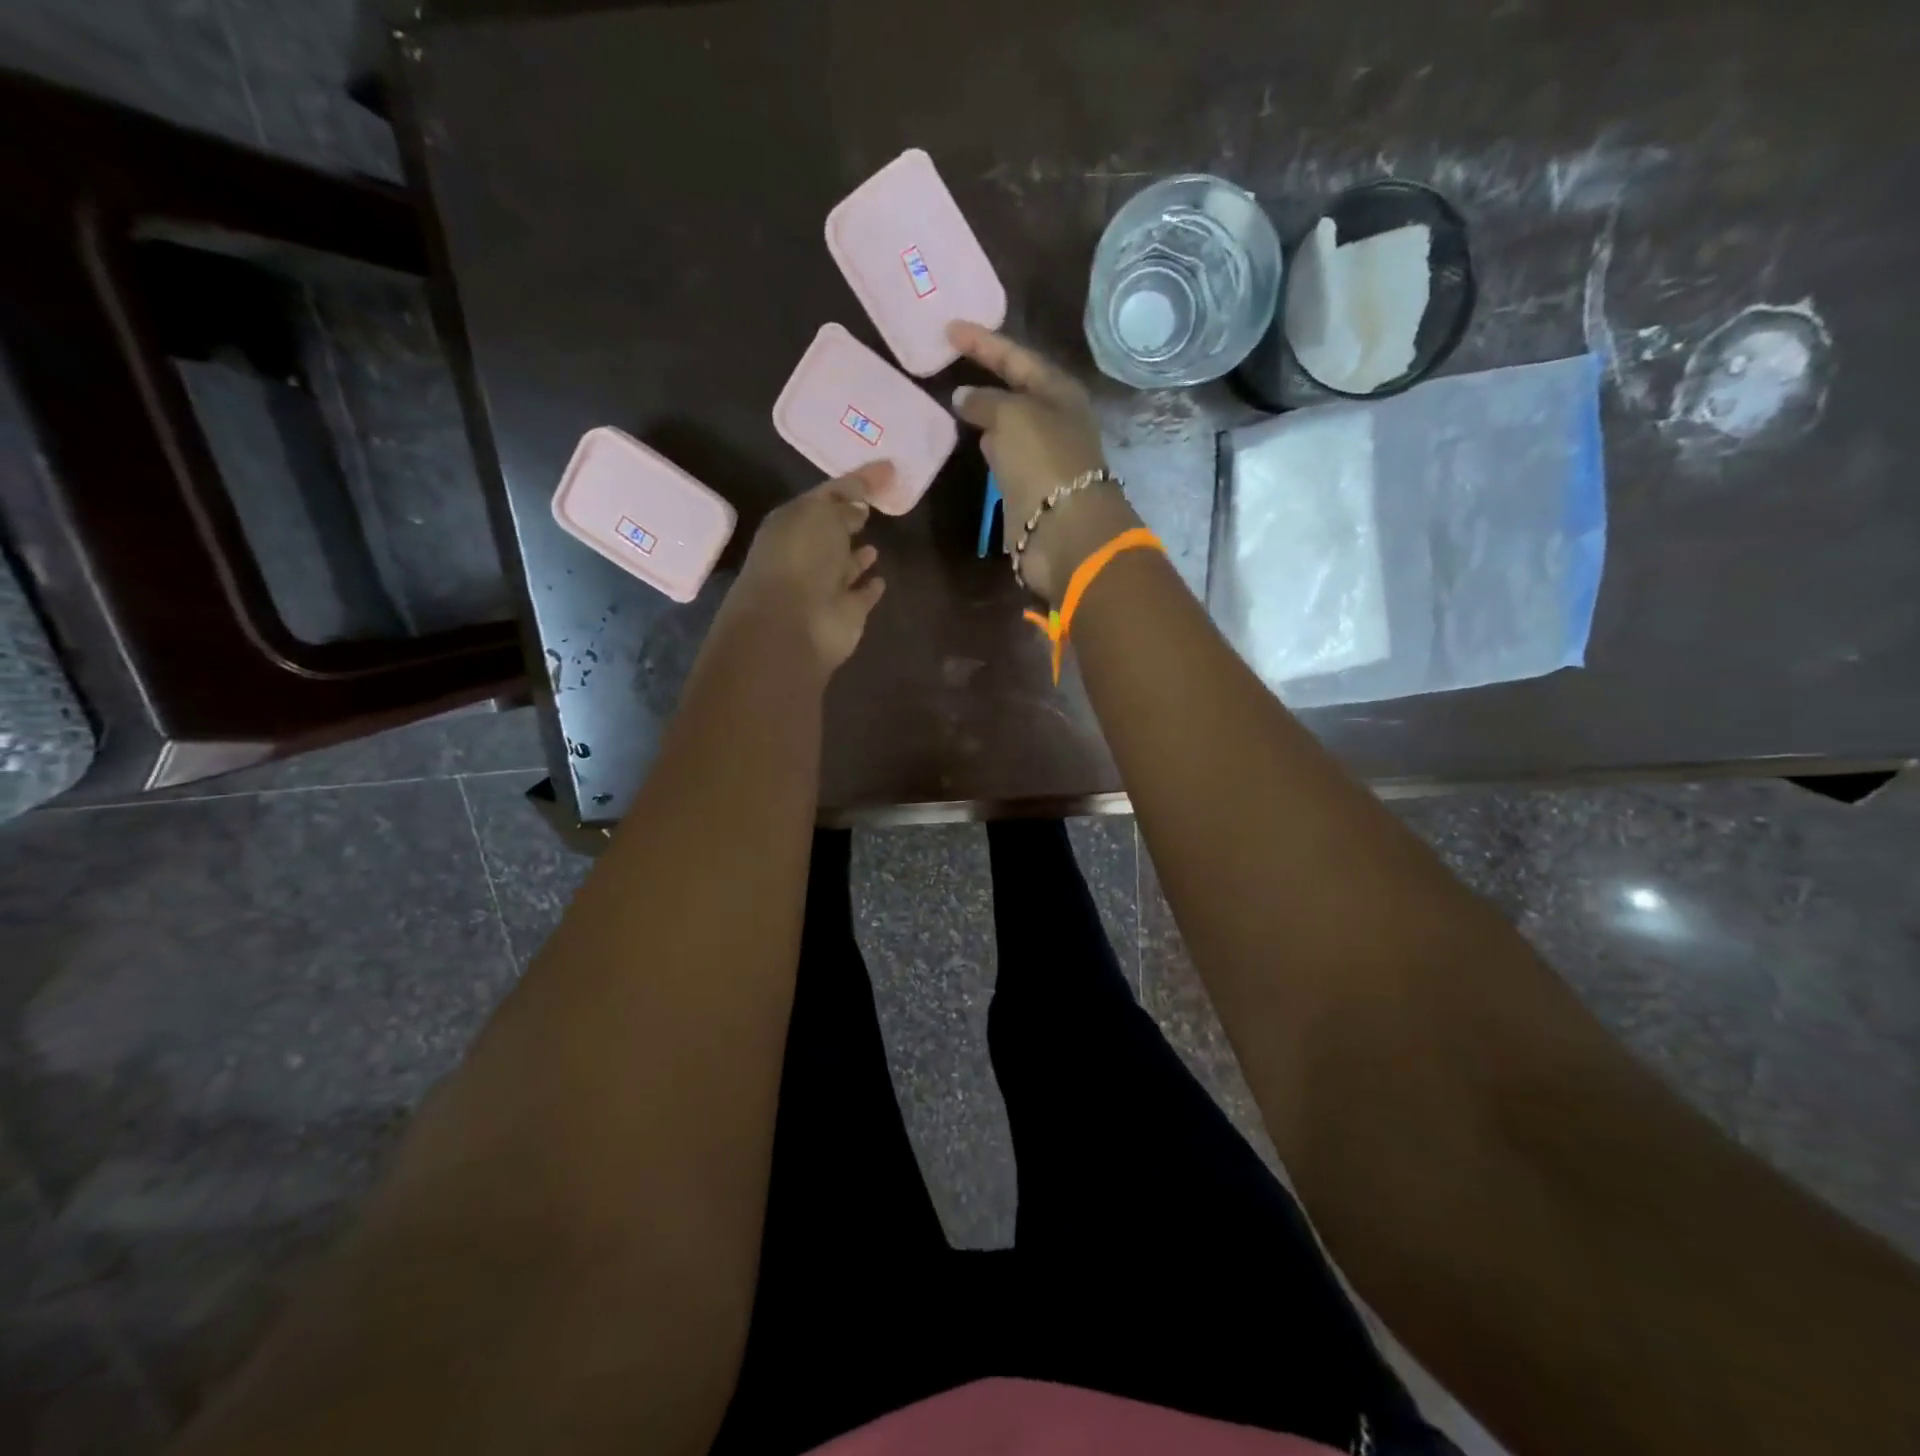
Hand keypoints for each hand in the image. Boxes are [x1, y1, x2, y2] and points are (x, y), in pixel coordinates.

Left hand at [720, 465, 887, 675]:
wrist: (793, 625)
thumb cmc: (801, 558)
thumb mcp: (822, 514)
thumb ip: (845, 503)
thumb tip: (860, 506)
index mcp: (793, 523)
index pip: (827, 495)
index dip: (857, 481)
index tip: (888, 469)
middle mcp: (806, 553)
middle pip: (832, 531)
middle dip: (850, 518)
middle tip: (878, 504)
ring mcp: (825, 586)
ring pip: (844, 565)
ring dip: (858, 555)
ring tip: (877, 541)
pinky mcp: (845, 614)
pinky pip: (861, 595)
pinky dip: (869, 587)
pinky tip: (881, 579)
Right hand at [947, 322, 1136, 601]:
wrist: (1064, 530)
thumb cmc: (1043, 460)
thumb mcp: (1012, 416)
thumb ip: (985, 400)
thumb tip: (963, 397)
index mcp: (1059, 392)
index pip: (1017, 357)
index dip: (984, 342)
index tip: (950, 329)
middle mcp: (1055, 419)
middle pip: (1017, 389)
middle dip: (987, 375)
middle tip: (952, 362)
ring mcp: (1043, 455)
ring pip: (1010, 424)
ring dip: (987, 413)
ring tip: (954, 400)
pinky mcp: (1031, 487)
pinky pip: (1006, 456)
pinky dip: (989, 445)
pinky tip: (971, 441)